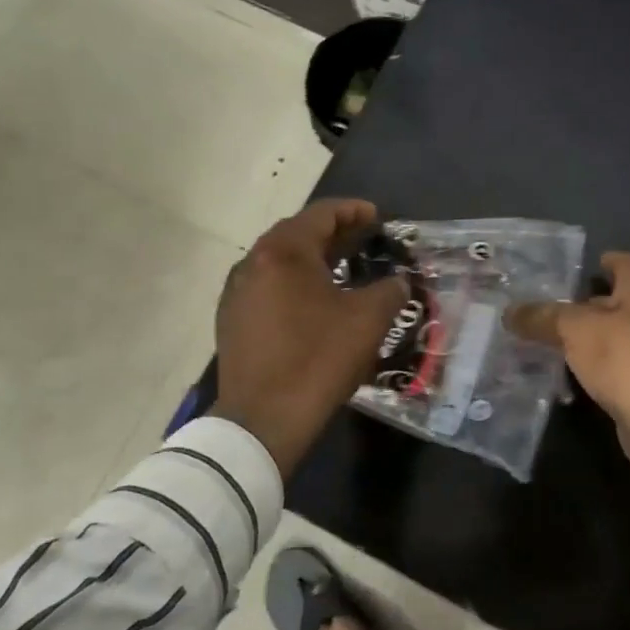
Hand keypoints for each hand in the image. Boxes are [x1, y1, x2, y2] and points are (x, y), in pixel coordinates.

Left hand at [210, 199, 405, 471]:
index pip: (321, 214)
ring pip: (280, 262)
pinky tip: (314, 301)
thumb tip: (398, 282)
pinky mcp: (232, 321)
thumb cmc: (318, 359)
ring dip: (312, 259)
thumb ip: (389, 290)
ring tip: (343, 268)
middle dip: (333, 233)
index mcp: (283, 252)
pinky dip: (295, 283)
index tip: (377, 216)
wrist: (263, 418)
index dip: (353, 211)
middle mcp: (253, 263)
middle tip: (364, 239)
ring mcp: (237, 293)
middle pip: (297, 234)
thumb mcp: (368, 320)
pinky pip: (268, 287)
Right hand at [508, 252, 629, 474]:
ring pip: (619, 337)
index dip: (607, 262)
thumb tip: (510, 312)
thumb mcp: (574, 329)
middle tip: (555, 309)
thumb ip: (543, 317)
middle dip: (590, 306)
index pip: (627, 265)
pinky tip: (574, 377)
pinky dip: (599, 369)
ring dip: (593, 340)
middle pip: (621, 302)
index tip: (585, 267)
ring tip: (556, 344)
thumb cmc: (623, 356)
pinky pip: (620, 368)